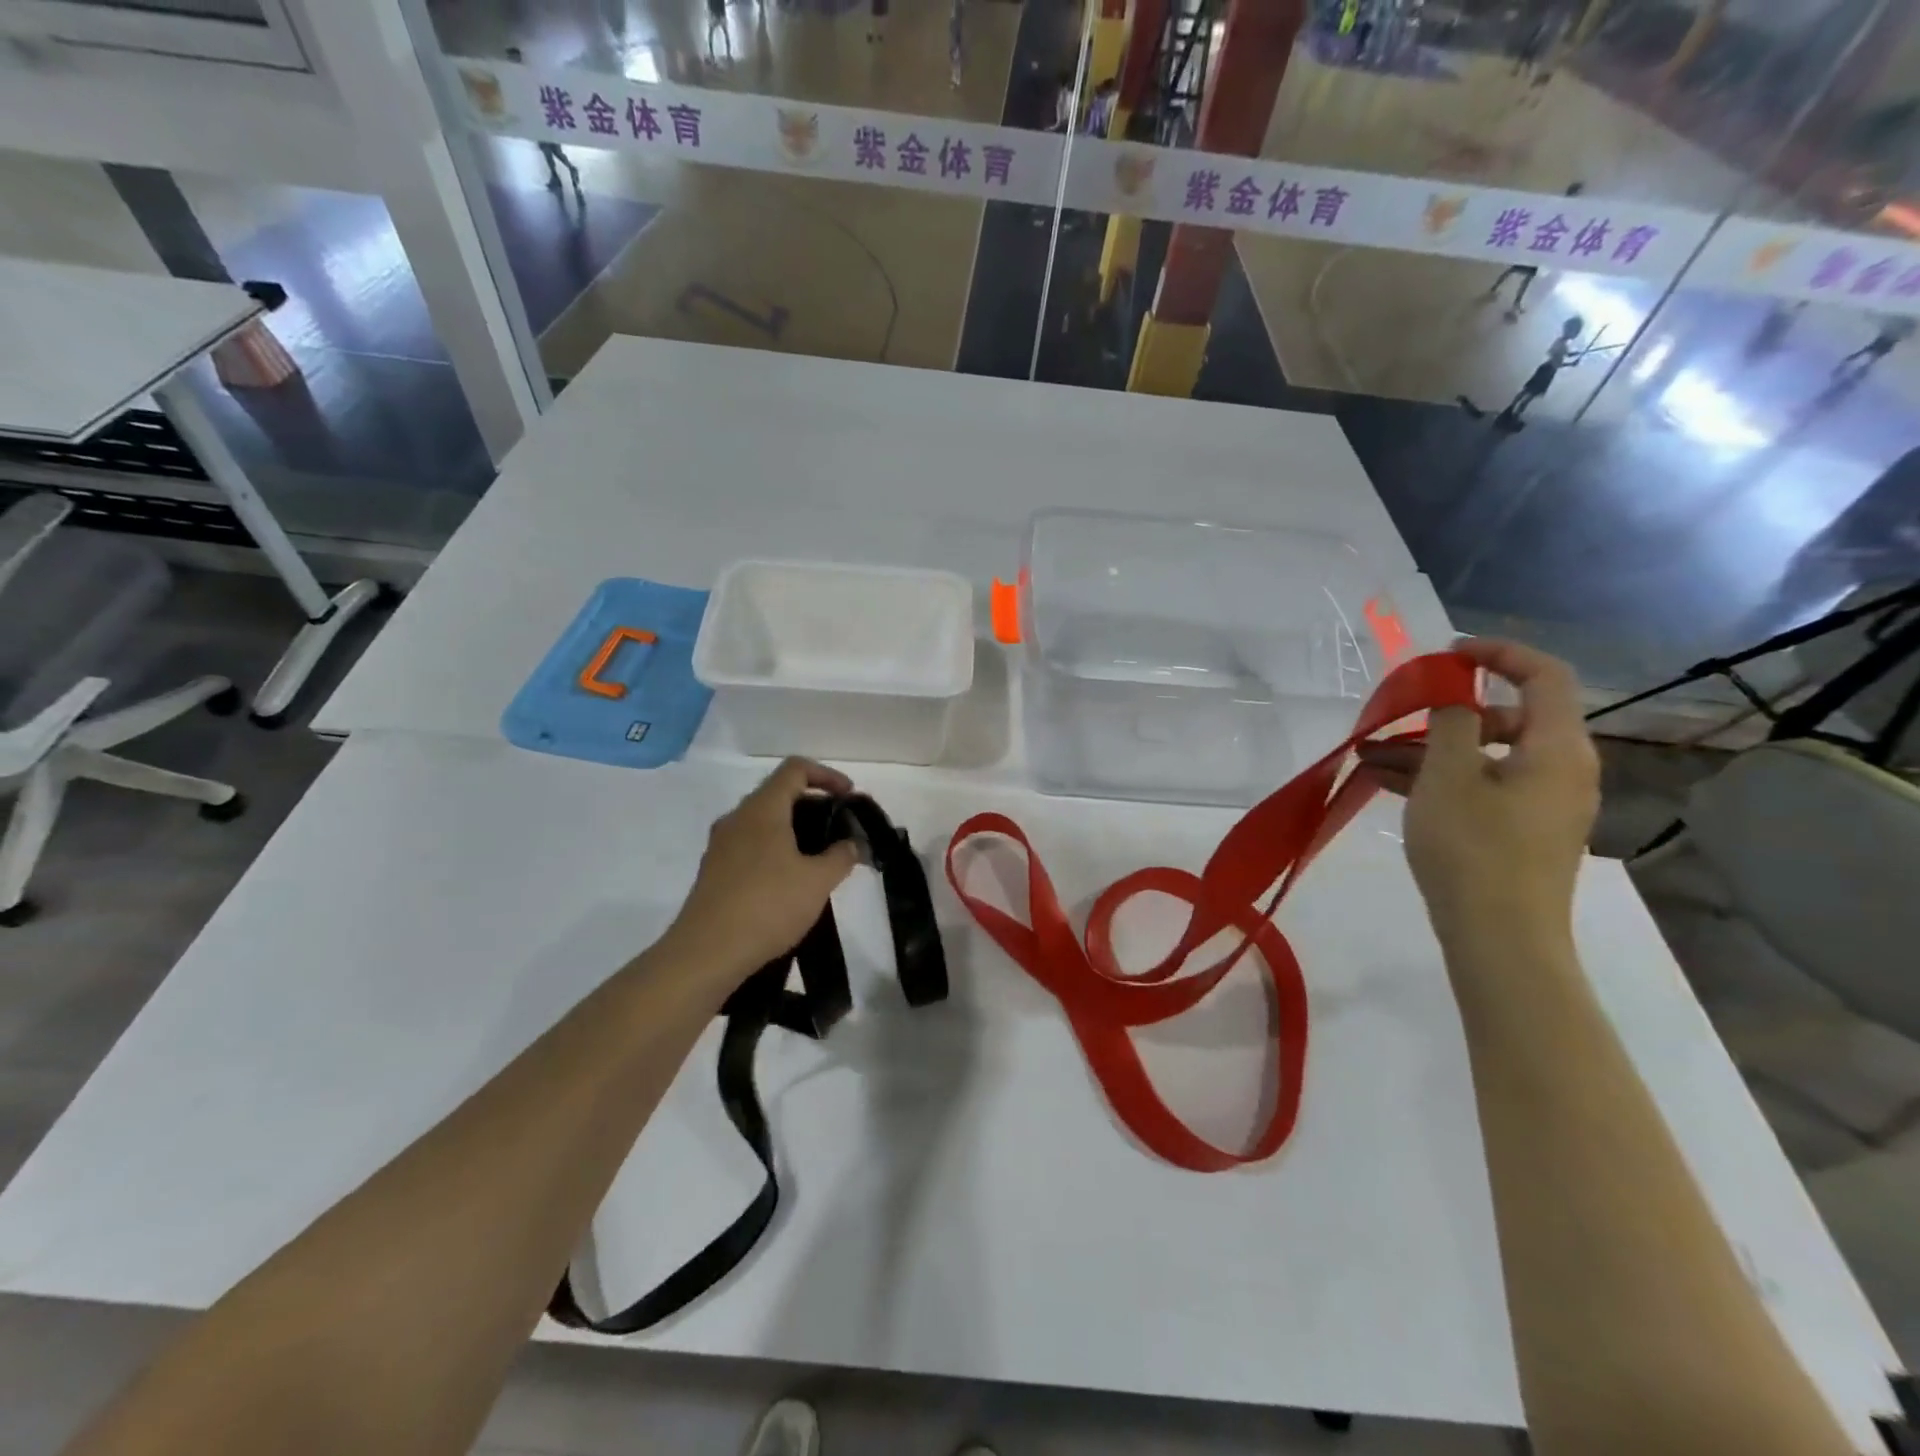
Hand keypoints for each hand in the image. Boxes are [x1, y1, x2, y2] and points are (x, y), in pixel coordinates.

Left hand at [662, 758, 862, 981]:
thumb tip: (852, 844)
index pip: (795, 769)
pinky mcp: (714, 870)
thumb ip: (841, 856)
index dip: (827, 775)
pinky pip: (750, 844)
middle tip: (840, 828)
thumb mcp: (818, 881)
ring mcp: (721, 845)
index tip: (849, 796)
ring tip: (820, 857)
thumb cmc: (767, 906)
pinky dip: (775, 848)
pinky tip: (791, 879)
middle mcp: (738, 818)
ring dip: (794, 828)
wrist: (706, 953)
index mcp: (762, 809)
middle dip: (813, 803)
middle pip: (779, 793)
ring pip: (763, 820)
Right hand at [1358, 638, 1598, 941]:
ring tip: (1370, 755)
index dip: (1499, 653)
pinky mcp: (1521, 831)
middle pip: (1507, 717)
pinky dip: (1440, 778)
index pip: (1544, 676)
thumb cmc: (1474, 849)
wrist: (1500, 939)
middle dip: (1445, 711)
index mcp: (1557, 748)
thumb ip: (1451, 722)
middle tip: (1397, 716)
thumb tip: (1456, 693)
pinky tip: (1386, 782)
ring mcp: (1542, 804)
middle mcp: (1561, 770)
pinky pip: (1481, 786)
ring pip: (1485, 755)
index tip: (1447, 654)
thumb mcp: (1448, 776)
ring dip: (1430, 748)